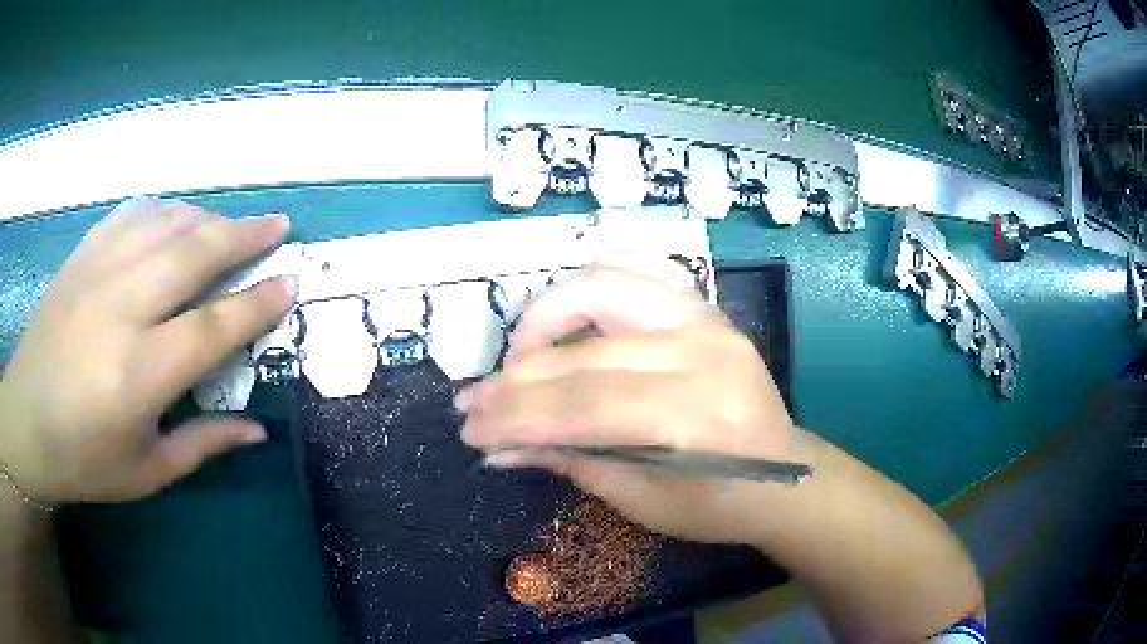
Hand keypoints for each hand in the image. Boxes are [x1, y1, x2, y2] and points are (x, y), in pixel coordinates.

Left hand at [0, 199, 295, 502]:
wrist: (26, 421)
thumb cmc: (84, 459)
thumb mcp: (146, 471)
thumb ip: (202, 444)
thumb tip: (258, 430)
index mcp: (139, 374)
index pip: (213, 326)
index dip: (257, 303)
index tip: (290, 283)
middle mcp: (120, 310)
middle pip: (192, 254)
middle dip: (242, 235)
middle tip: (277, 224)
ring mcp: (96, 273)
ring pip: (164, 224)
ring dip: (206, 218)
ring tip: (231, 223)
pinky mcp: (81, 257)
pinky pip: (131, 215)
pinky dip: (163, 210)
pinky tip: (176, 216)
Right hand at [457, 260, 796, 543]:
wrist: (785, 477)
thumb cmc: (720, 505)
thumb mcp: (643, 502)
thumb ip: (570, 462)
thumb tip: (499, 447)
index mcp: (695, 415)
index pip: (582, 407)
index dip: (517, 417)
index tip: (471, 428)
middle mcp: (702, 352)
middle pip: (584, 352)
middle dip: (516, 380)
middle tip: (475, 402)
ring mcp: (707, 319)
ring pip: (605, 285)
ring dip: (547, 317)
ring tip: (520, 357)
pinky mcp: (706, 308)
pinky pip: (641, 270)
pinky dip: (594, 283)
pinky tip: (569, 313)